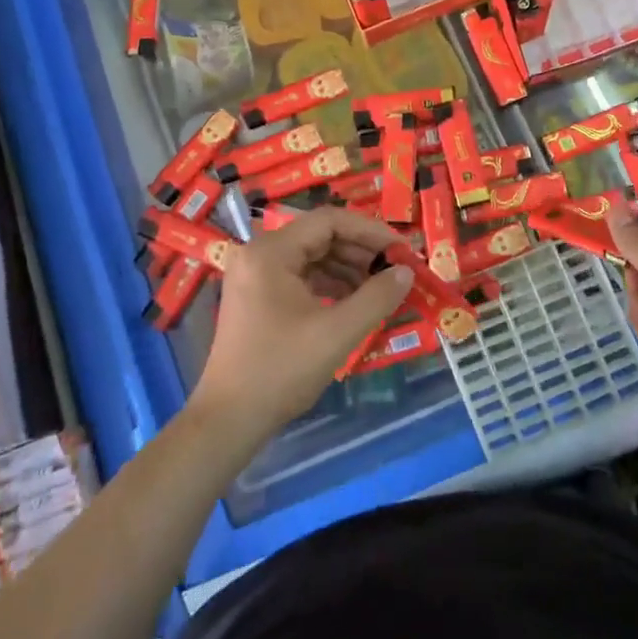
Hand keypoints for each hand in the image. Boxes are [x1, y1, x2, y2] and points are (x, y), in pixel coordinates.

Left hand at [188, 208, 412, 457]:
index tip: (401, 250)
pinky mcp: (257, 296)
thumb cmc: (282, 370)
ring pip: (312, 256)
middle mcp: (258, 254)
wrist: (230, 418)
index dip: (370, 231)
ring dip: (348, 268)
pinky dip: (330, 283)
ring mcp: (255, 275)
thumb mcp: (337, 332)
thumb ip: (376, 297)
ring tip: (380, 287)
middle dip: (361, 251)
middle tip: (396, 269)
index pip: (328, 221)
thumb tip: (407, 271)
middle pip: (319, 236)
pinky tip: (354, 301)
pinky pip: (301, 276)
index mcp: (271, 252)